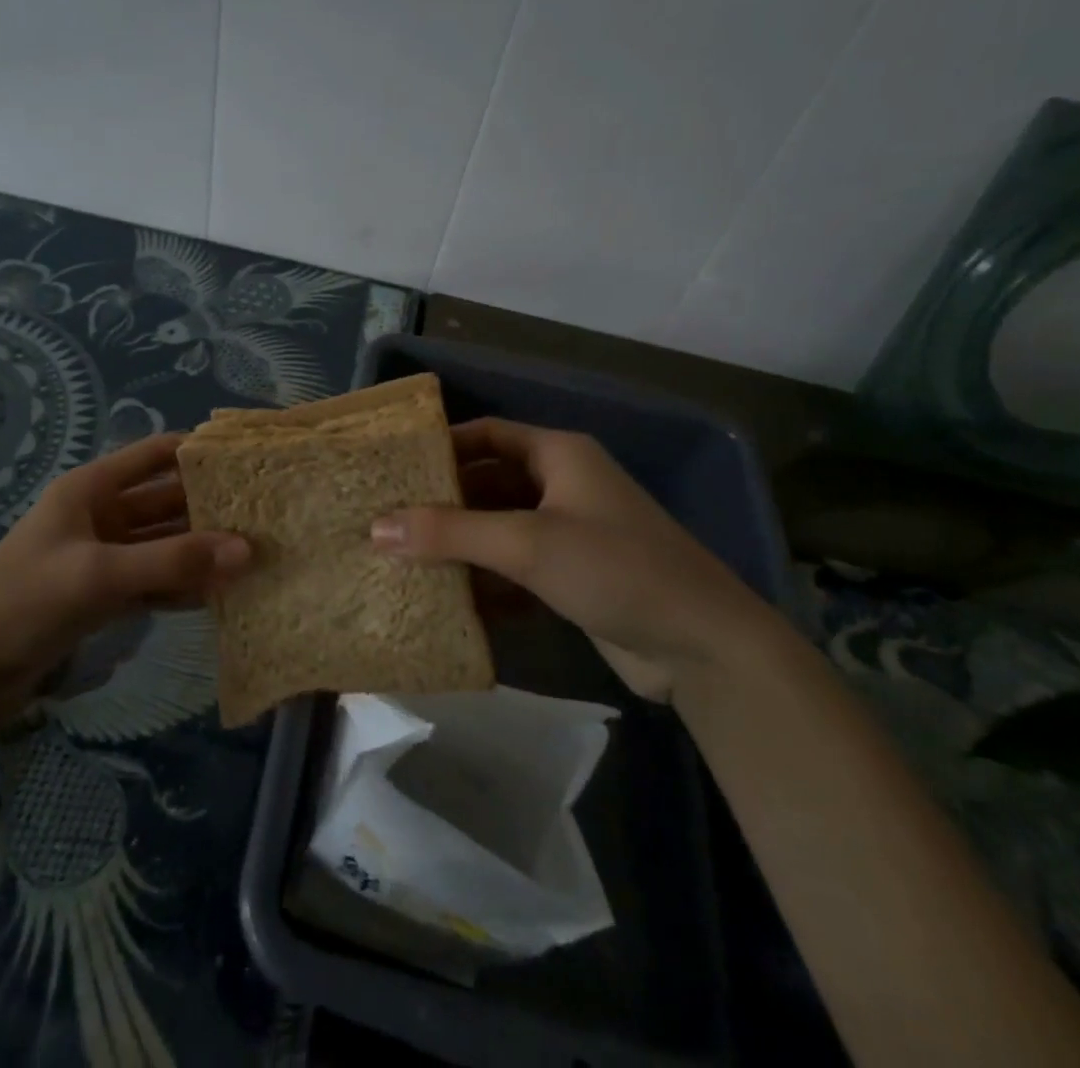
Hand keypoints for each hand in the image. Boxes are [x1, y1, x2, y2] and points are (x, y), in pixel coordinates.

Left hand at [0, 433, 250, 716]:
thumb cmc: (24, 600)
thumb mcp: (99, 574)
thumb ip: (171, 561)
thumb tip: (247, 549)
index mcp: (92, 489)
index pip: (155, 455)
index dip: (198, 452)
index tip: (249, 461)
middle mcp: (102, 516)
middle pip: (167, 502)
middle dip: (210, 508)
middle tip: (266, 515)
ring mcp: (105, 557)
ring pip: (165, 545)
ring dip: (202, 551)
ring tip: (256, 554)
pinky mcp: (106, 596)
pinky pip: (155, 581)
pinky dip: (183, 586)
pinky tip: (221, 594)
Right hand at [370, 419, 764, 700]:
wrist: (703, 646)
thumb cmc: (614, 568)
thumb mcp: (526, 544)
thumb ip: (450, 533)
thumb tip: (376, 526)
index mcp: (558, 455)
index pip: (488, 434)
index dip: (443, 445)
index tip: (395, 466)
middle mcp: (563, 485)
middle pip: (490, 483)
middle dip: (444, 502)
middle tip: (388, 518)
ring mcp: (570, 533)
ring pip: (501, 528)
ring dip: (461, 545)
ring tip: (403, 558)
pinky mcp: (573, 577)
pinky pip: (516, 568)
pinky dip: (486, 580)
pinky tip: (447, 599)